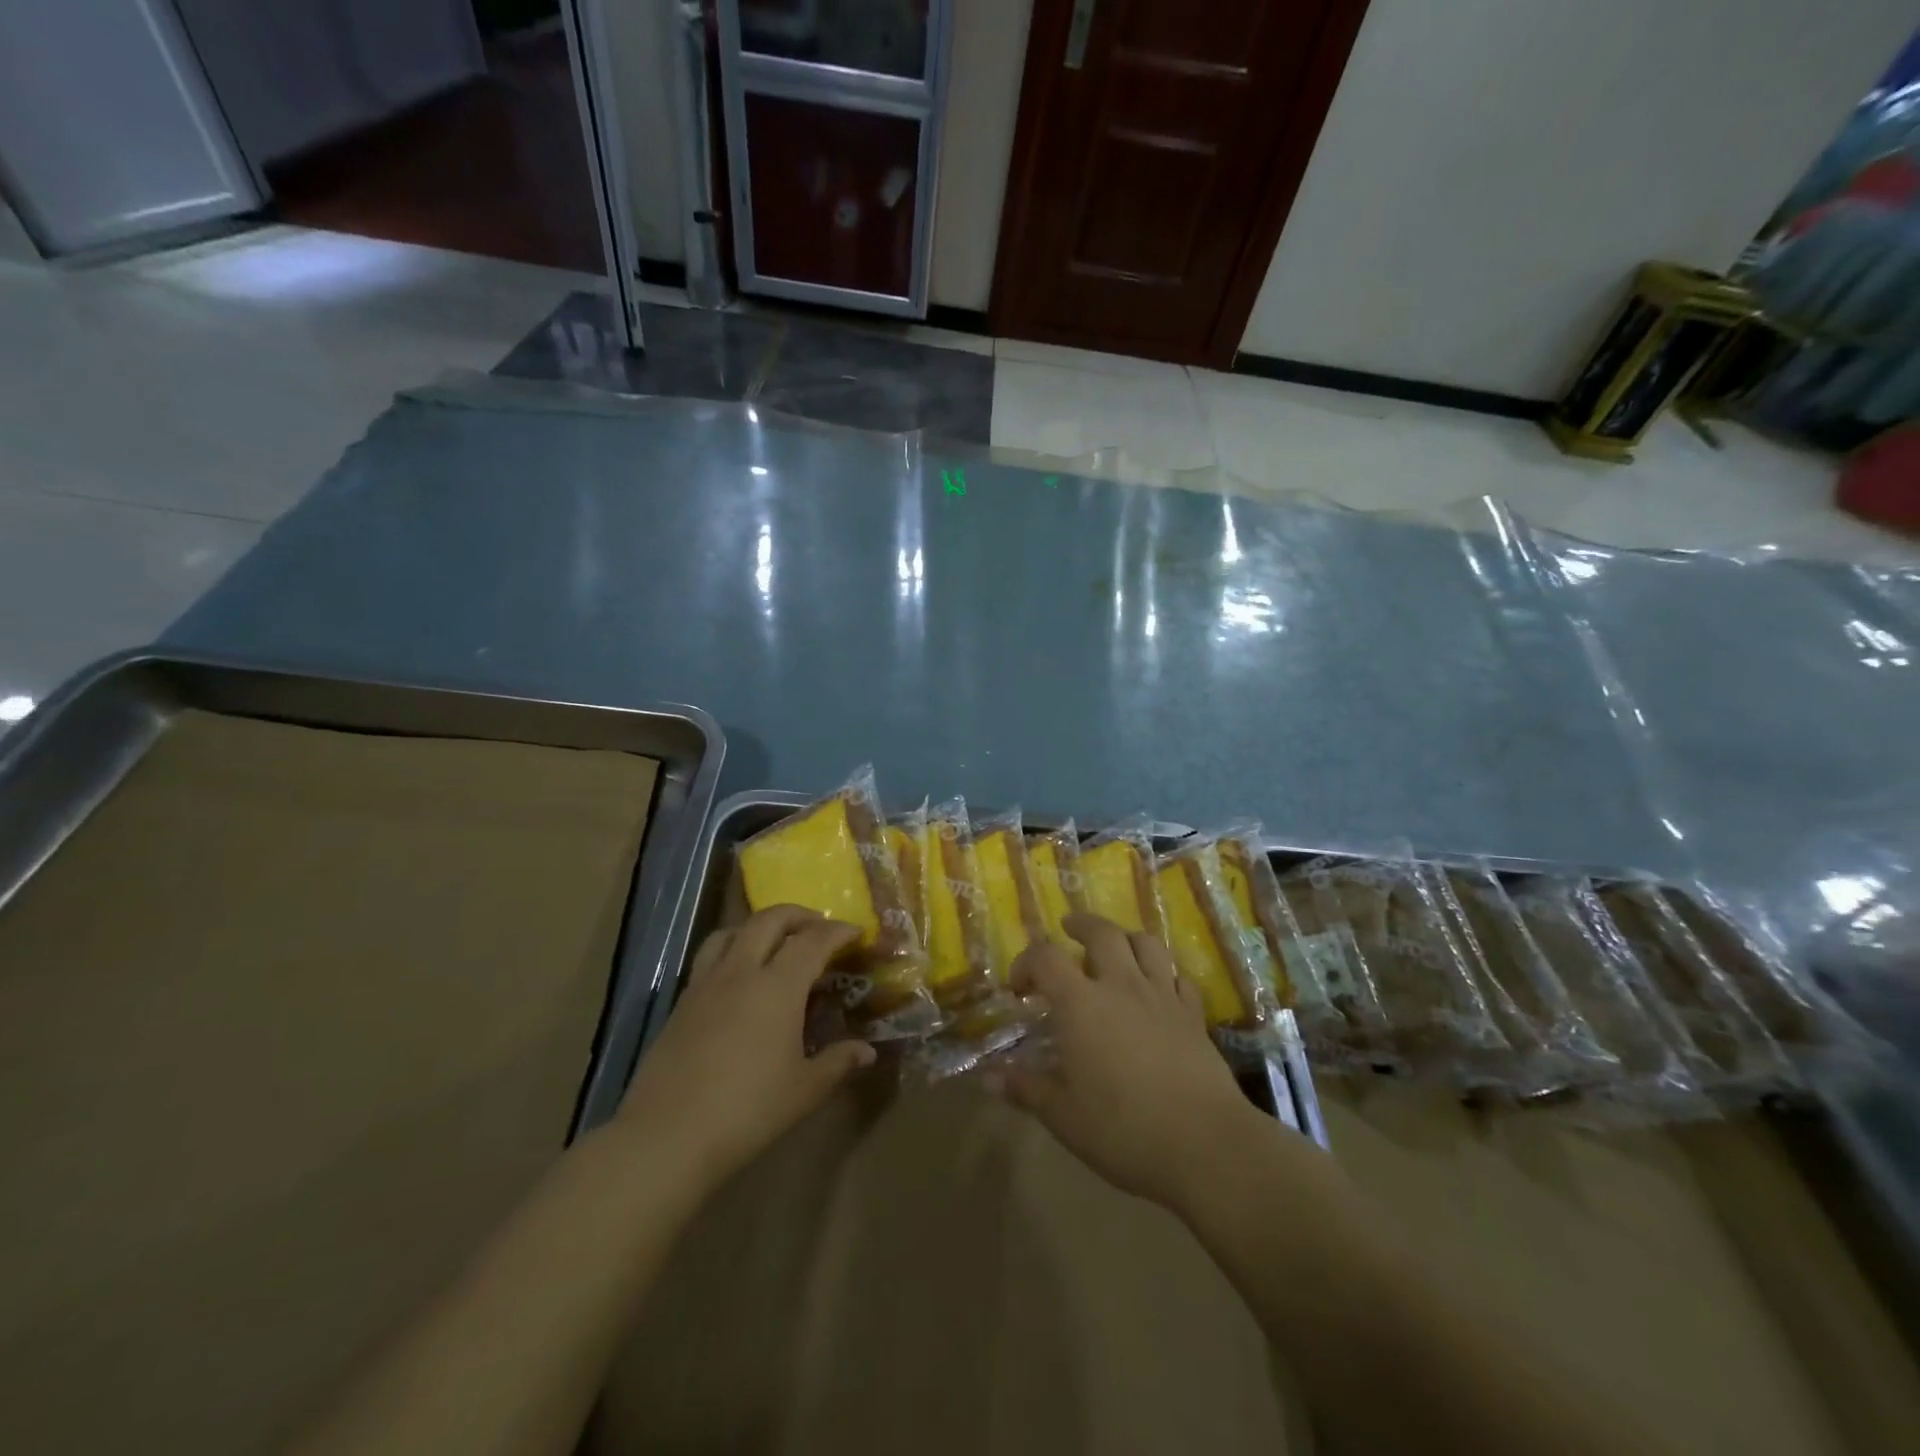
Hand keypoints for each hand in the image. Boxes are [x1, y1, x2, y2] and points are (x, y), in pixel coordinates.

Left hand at [615, 906, 876, 1188]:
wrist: (667, 1137)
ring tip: (776, 943)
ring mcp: (706, 984)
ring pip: (733, 931)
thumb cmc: (747, 1111)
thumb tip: (866, 1051)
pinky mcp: (681, 1003)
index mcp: (778, 985)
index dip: (838, 931)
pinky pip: (710, 957)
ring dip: (760, 926)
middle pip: (770, 919)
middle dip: (800, 915)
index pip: (814, 940)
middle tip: (820, 928)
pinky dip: (732, 950)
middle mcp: (741, 971)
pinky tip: (739, 980)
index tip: (857, 933)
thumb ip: (838, 1062)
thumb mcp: (805, 1090)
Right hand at [1002, 913, 1269, 1208]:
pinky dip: (1163, 974)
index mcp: (1081, 1004)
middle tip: (1067, 929)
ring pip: (1146, 944)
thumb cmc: (1123, 1129)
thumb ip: (1026, 1089)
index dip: (1026, 963)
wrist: (1205, 1144)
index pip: (1045, 958)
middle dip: (1080, 925)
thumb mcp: (1063, 1116)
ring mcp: (1162, 996)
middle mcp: (1121, 986)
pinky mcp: (1194, 1015)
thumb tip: (988, 1078)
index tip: (1018, 988)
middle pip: (1102, 933)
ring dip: (1125, 937)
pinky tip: (1158, 988)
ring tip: (1115, 946)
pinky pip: (1178, 977)